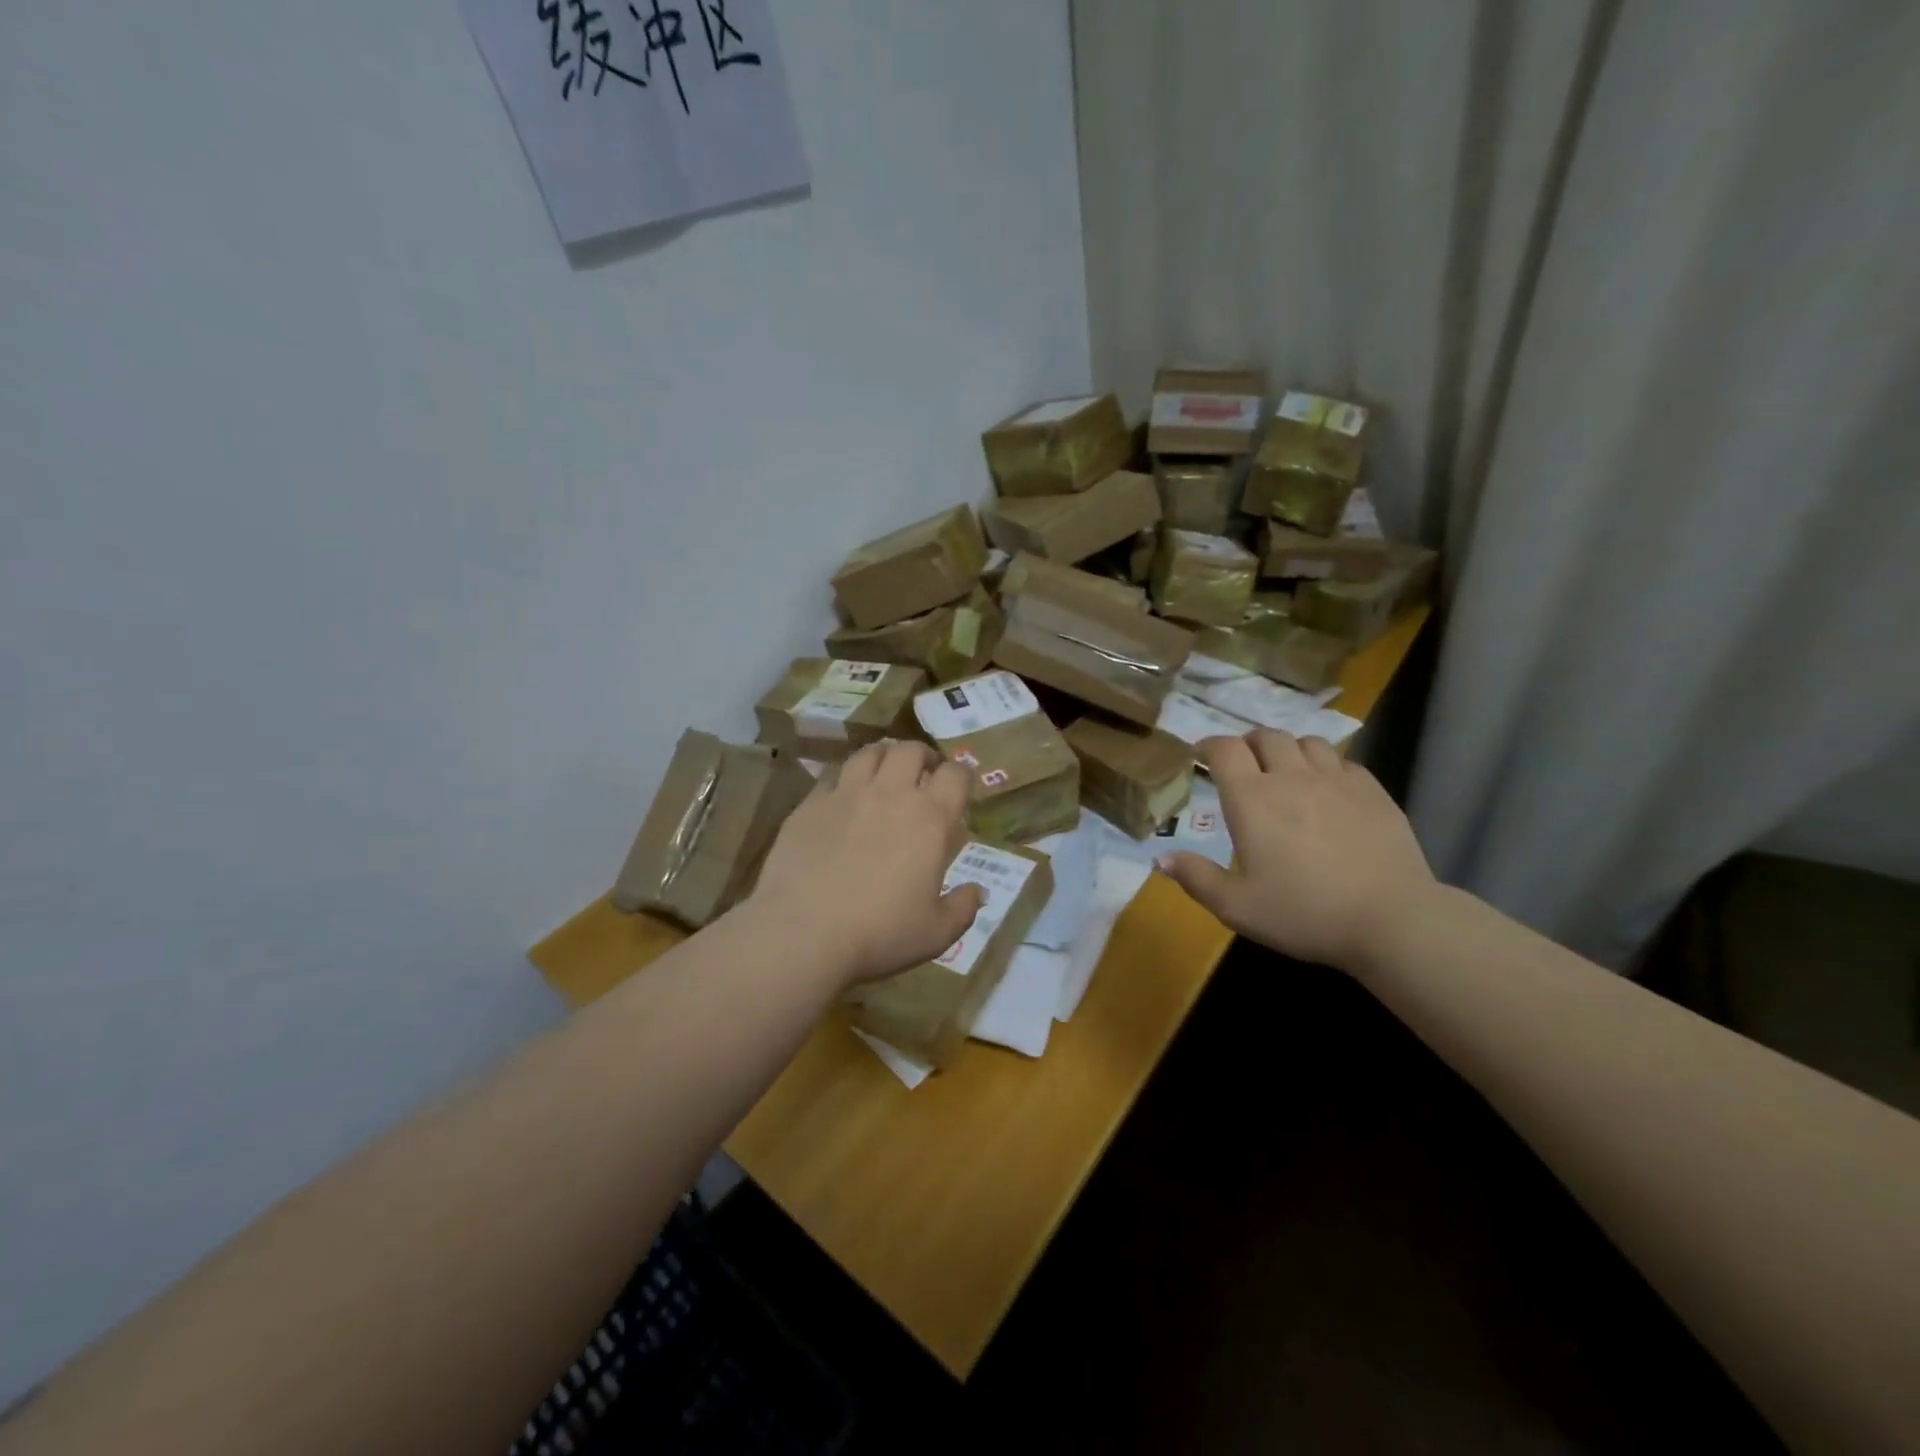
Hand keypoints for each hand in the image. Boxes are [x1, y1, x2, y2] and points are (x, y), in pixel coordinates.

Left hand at [748, 739, 983, 987]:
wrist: (802, 932)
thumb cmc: (879, 934)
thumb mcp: (936, 933)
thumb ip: (962, 908)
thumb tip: (978, 892)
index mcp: (929, 819)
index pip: (955, 775)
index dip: (961, 776)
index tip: (958, 788)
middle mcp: (890, 794)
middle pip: (910, 750)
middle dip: (922, 756)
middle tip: (922, 774)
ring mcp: (846, 794)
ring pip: (869, 752)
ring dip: (883, 756)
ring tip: (884, 772)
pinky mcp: (810, 803)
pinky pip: (832, 776)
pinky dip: (845, 779)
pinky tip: (843, 797)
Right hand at [1157, 731, 1437, 969]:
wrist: (1391, 920)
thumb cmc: (1303, 913)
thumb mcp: (1237, 906)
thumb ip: (1196, 878)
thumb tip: (1160, 858)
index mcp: (1252, 799)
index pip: (1224, 749)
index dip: (1208, 745)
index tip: (1200, 755)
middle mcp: (1291, 778)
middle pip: (1266, 736)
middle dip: (1248, 744)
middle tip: (1243, 764)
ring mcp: (1337, 780)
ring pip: (1307, 742)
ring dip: (1289, 750)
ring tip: (1286, 771)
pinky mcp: (1374, 792)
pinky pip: (1344, 762)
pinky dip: (1327, 766)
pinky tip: (1328, 789)